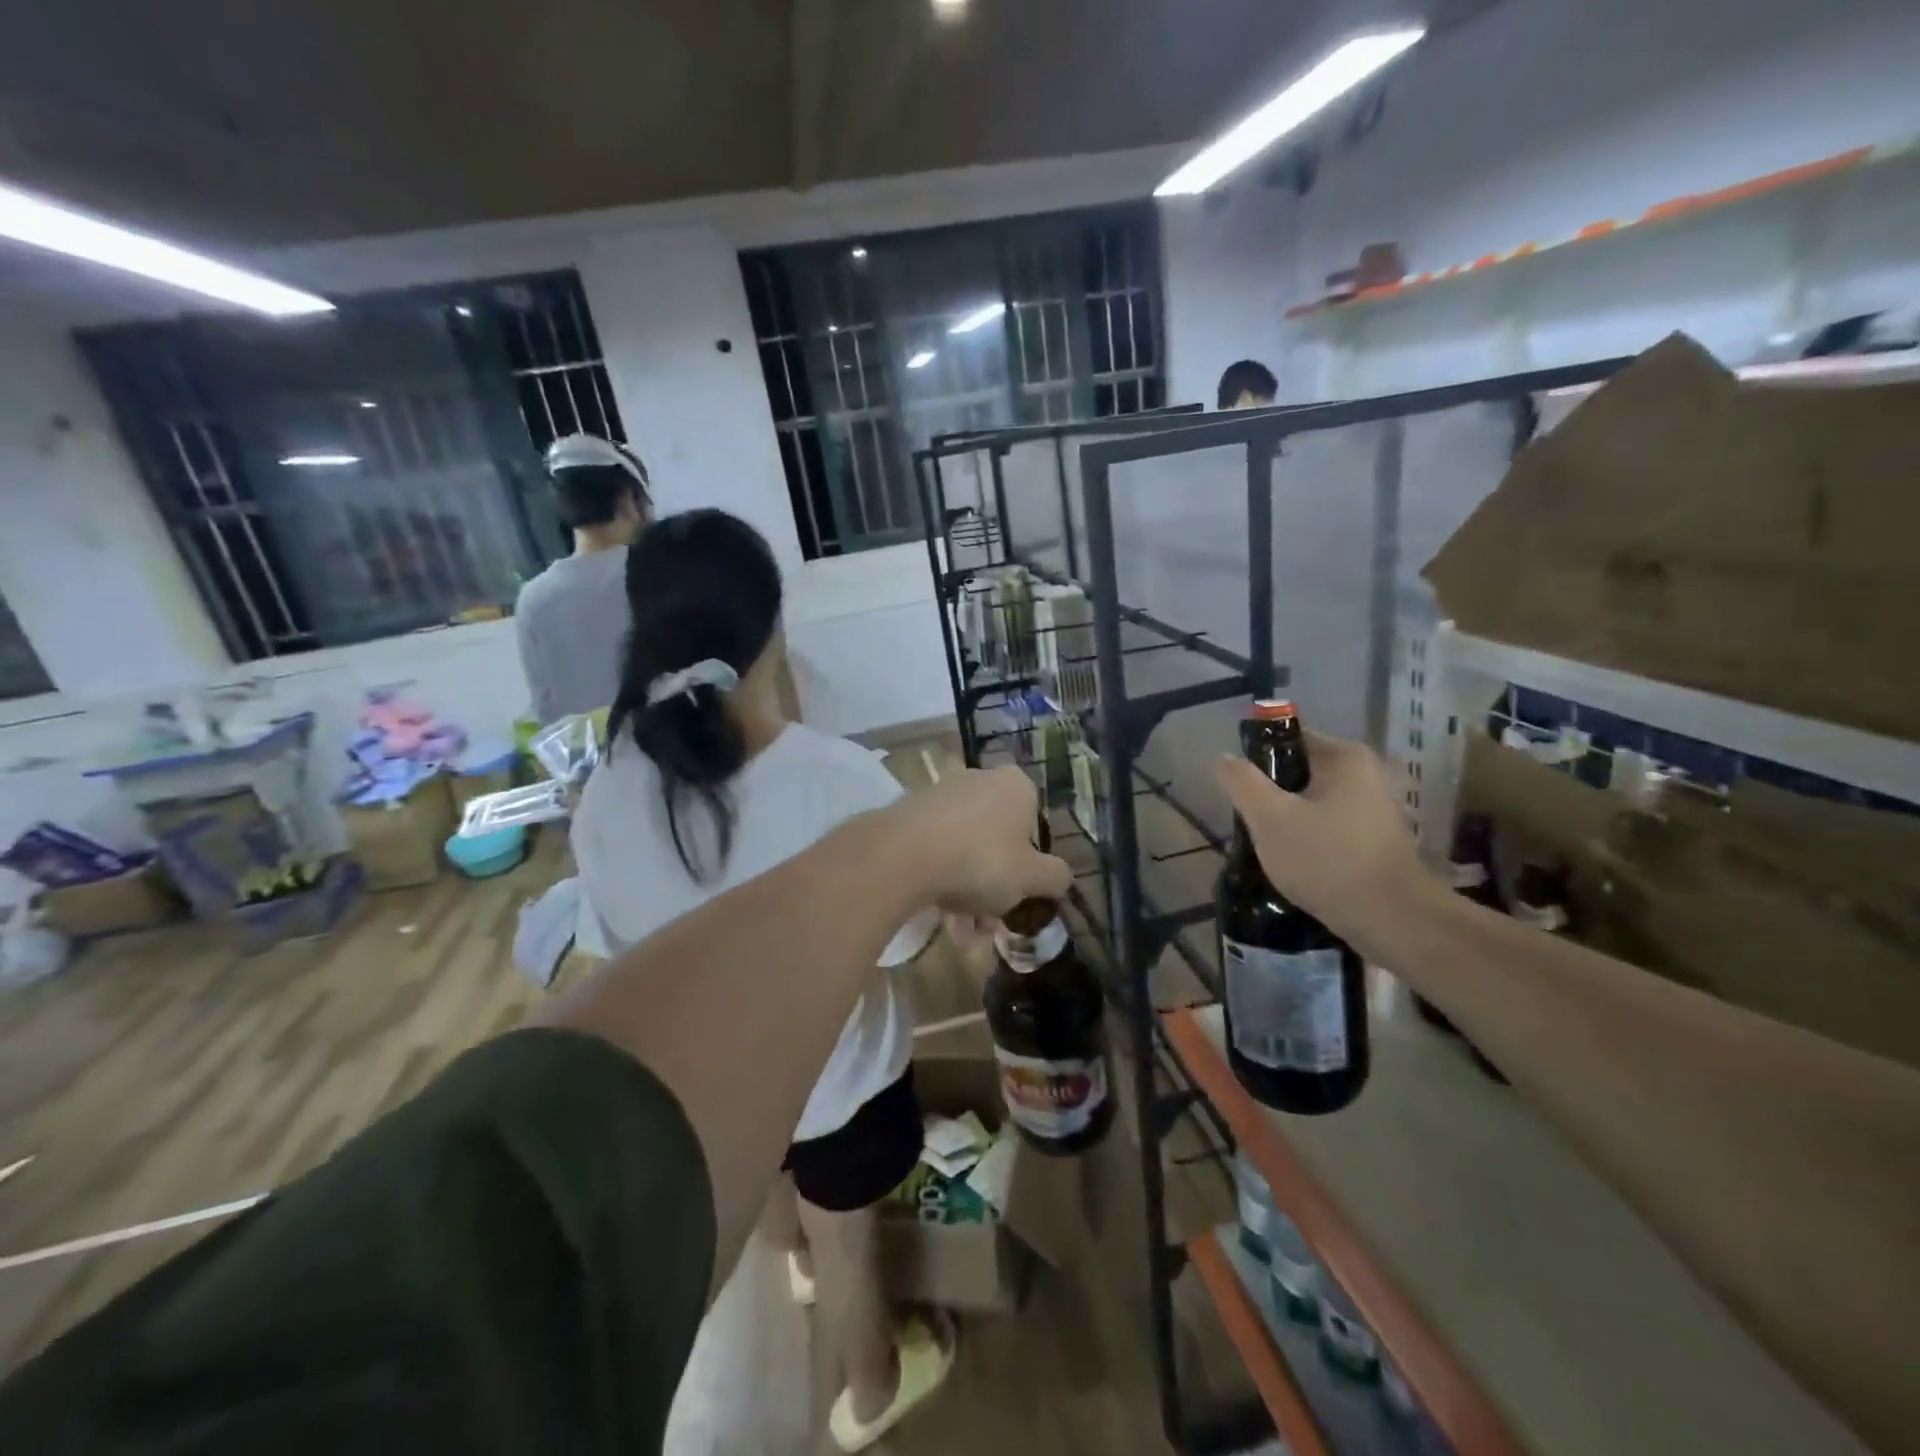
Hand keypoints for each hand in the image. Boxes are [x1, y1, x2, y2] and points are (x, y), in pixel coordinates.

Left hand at [890, 766, 1071, 921]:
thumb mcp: (1031, 878)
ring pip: (964, 849)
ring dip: (966, 893)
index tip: (1019, 897)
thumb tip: (1061, 877)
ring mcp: (940, 794)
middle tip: (987, 925)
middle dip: (994, 888)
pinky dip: (939, 879)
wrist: (903, 855)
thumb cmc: (981, 861)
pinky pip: (934, 849)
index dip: (1029, 866)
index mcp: (1016, 786)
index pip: (1034, 825)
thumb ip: (1055, 877)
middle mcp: (979, 779)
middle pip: (996, 841)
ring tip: (959, 933)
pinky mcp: (908, 812)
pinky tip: (936, 914)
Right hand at [1215, 729, 1425, 941]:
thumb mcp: (1270, 819)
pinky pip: (1330, 825)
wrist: (1392, 919)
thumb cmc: (1327, 860)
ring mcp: (1376, 806)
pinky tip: (1298, 863)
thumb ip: (1243, 782)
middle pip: (1299, 772)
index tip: (1243, 793)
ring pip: (1313, 802)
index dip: (1257, 761)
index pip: (1287, 739)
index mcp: (1343, 757)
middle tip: (1254, 824)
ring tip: (1272, 847)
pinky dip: (1311, 838)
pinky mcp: (1377, 837)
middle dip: (1272, 796)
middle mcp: (1366, 773)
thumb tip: (1226, 757)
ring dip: (1289, 820)